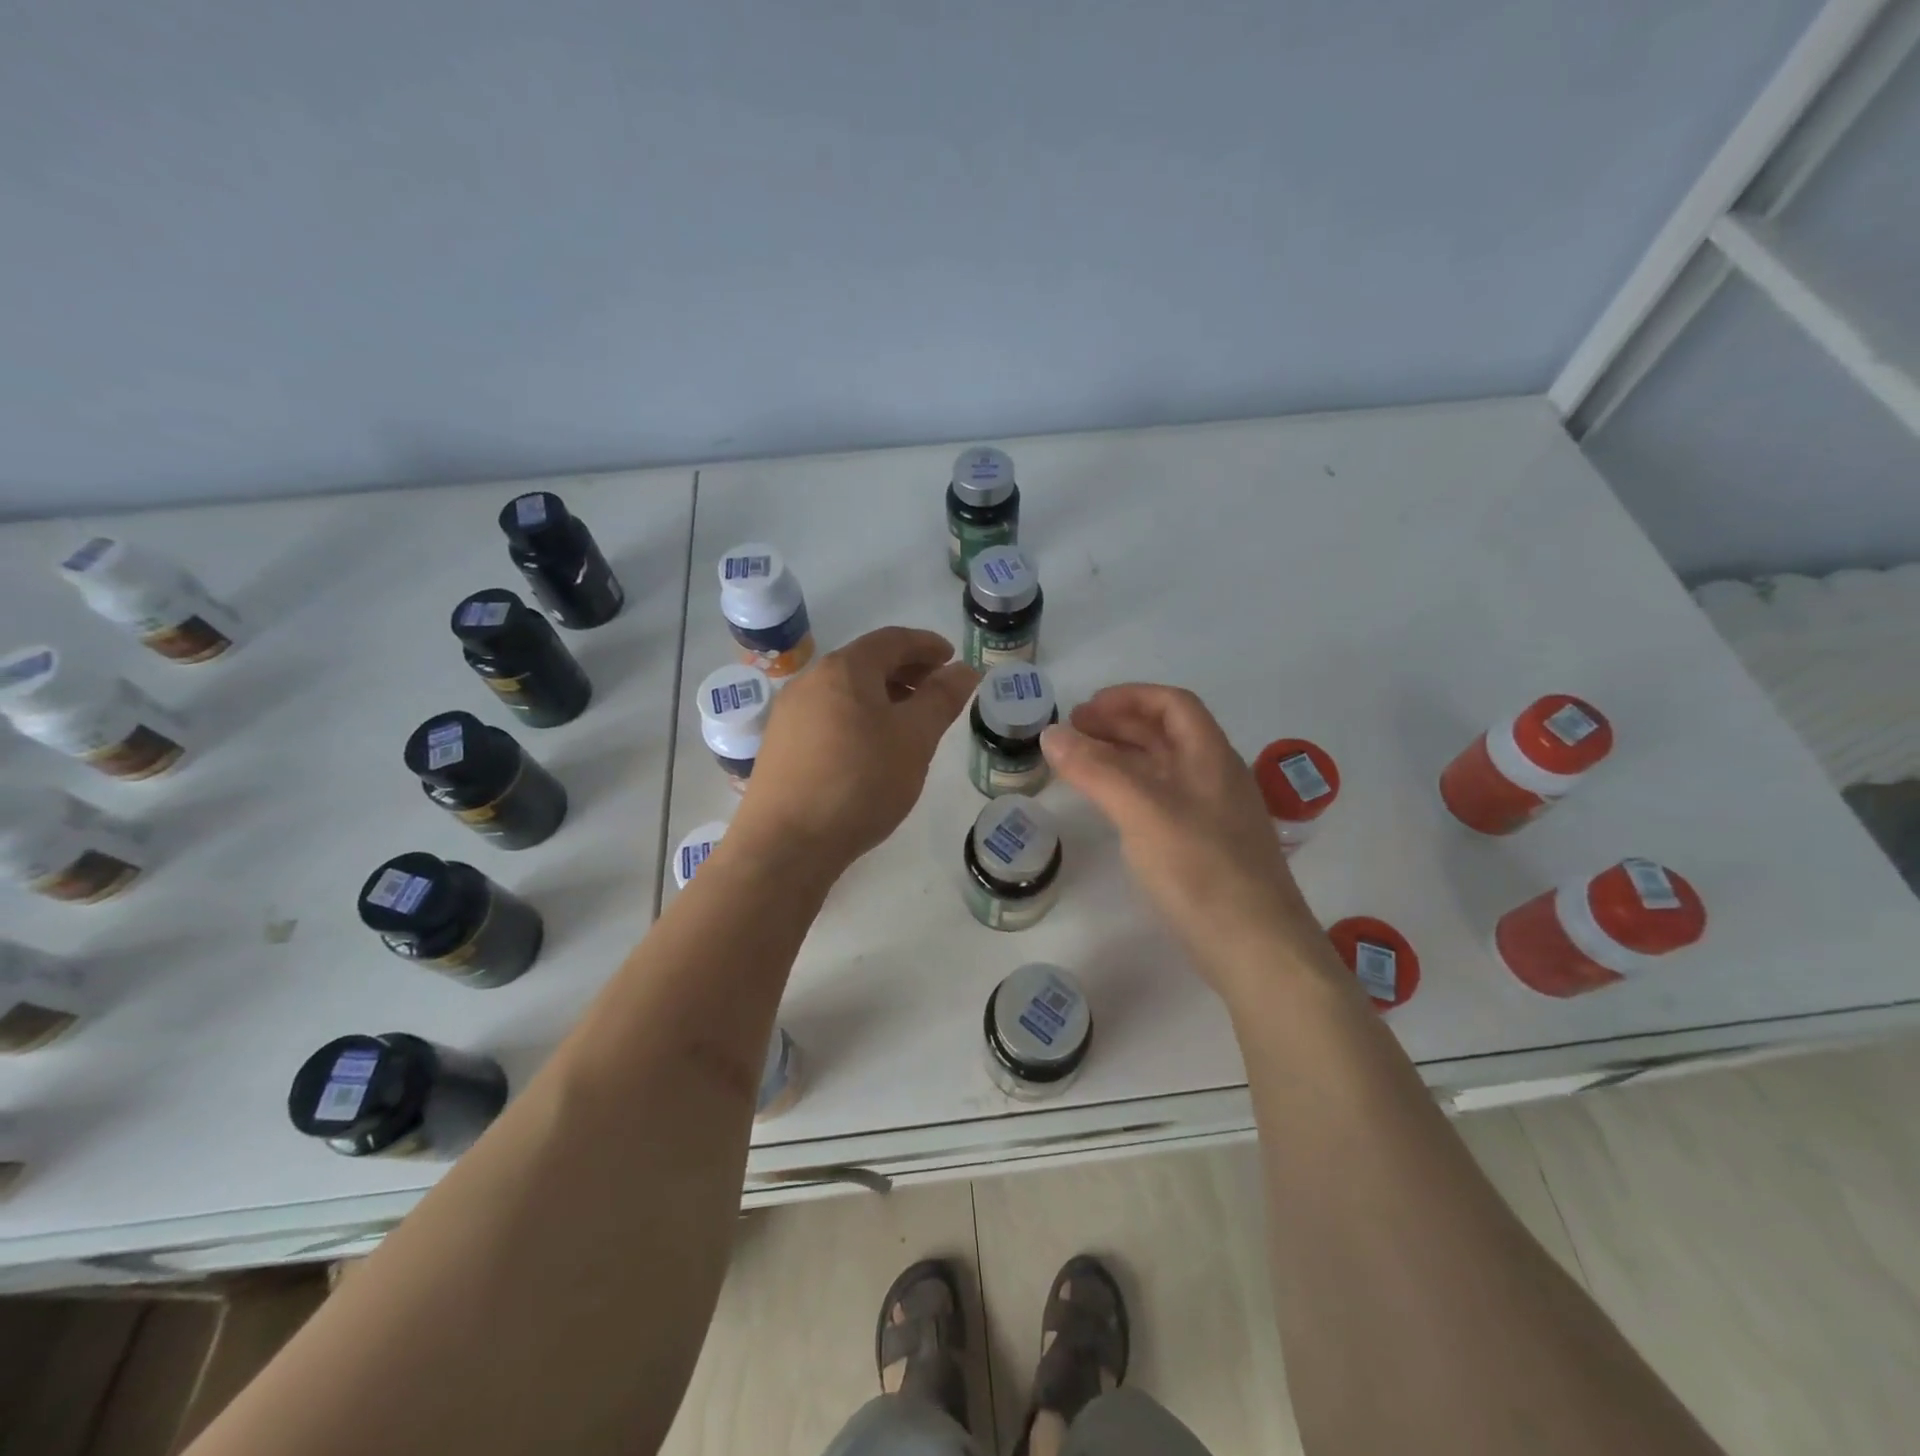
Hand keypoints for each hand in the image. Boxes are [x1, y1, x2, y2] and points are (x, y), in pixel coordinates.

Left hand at [732, 627, 977, 873]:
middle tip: (936, 689)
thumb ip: (941, 699)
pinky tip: (871, 747)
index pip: (892, 640)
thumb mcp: (914, 739)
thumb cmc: (860, 782)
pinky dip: (858, 716)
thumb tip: (964, 669)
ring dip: (882, 695)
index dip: (926, 645)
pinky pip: (828, 714)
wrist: (787, 843)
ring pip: (845, 690)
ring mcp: (790, 713)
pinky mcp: (780, 744)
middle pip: (866, 662)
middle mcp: (811, 680)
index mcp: (845, 669)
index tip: (951, 658)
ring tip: (908, 720)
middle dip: (906, 670)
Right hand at [1042, 685, 1329, 997]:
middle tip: (1072, 735)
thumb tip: (1051, 734)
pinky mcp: (1206, 849)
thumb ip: (1095, 769)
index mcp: (1210, 756)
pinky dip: (1131, 791)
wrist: (1257, 948)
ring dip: (1122, 758)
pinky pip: (1163, 801)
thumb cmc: (1201, 868)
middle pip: (1166, 734)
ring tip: (1081, 765)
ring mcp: (1214, 815)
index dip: (1128, 697)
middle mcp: (1216, 778)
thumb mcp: (1142, 810)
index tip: (1085, 709)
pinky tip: (1112, 809)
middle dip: (1118, 725)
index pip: (1173, 704)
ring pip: (1164, 769)